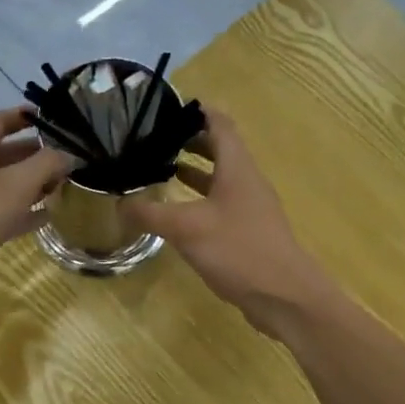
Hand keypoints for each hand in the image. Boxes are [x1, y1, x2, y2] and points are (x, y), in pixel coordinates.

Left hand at [0, 108, 75, 315]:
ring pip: (4, 184)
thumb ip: (47, 164)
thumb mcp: (17, 184)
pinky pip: (1, 211)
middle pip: (3, 153)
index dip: (24, 116)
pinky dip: (23, 210)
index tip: (51, 117)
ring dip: (32, 183)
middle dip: (35, 154)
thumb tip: (67, 156)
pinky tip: (47, 216)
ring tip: (62, 185)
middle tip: (66, 157)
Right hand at [120, 110, 336, 334]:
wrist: (285, 297)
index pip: (220, 123)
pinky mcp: (249, 231)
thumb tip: (119, 203)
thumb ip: (150, 213)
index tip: (167, 106)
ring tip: (160, 169)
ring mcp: (250, 207)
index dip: (197, 110)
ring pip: (220, 177)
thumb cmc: (239, 250)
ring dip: (194, 170)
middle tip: (155, 139)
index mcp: (237, 167)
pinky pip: (221, 203)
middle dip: (189, 140)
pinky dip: (199, 198)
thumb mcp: (186, 228)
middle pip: (220, 148)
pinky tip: (178, 213)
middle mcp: (247, 180)